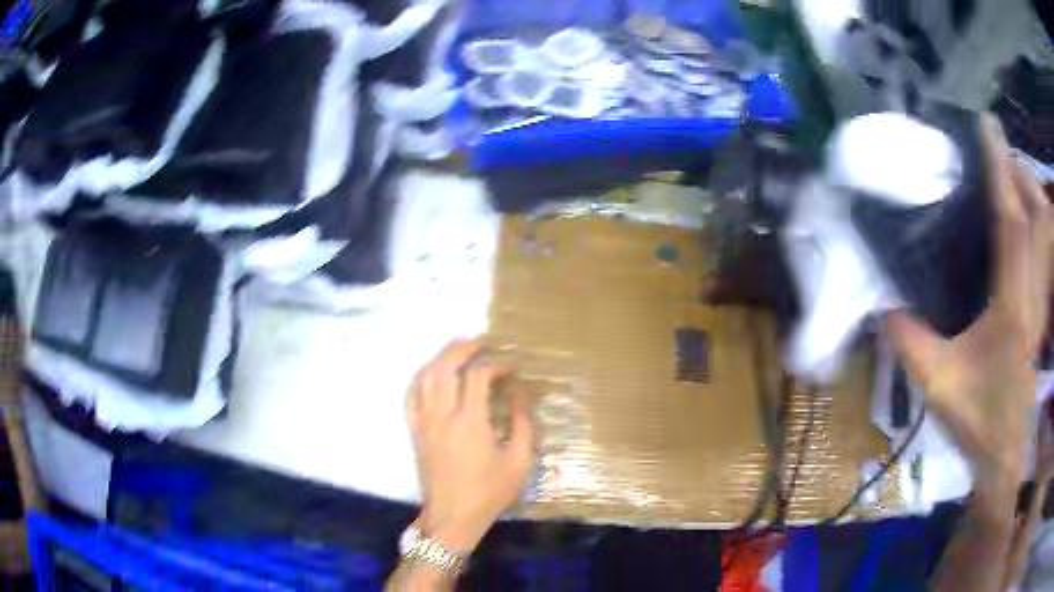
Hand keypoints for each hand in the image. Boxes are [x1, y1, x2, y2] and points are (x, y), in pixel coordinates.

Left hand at [405, 339, 535, 553]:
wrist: (453, 516)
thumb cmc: (489, 492)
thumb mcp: (519, 462)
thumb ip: (523, 424)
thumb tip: (520, 395)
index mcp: (470, 422)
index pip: (478, 375)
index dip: (496, 364)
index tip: (512, 367)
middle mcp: (442, 415)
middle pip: (445, 366)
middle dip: (464, 348)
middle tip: (482, 342)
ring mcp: (423, 421)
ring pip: (424, 376)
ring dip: (441, 357)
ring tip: (458, 350)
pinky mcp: (414, 430)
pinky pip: (410, 395)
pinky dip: (419, 377)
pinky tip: (430, 373)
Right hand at [885, 115, 1052, 498]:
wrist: (1006, 457)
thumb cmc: (978, 422)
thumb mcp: (939, 386)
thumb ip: (911, 344)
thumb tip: (881, 306)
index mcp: (1012, 310)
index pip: (1012, 225)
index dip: (1001, 172)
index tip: (989, 128)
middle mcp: (1034, 296)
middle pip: (1040, 218)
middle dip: (1022, 175)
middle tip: (1000, 152)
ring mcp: (1042, 302)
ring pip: (1047, 234)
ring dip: (1032, 195)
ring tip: (1011, 176)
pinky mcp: (1043, 309)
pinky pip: (1045, 253)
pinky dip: (1038, 224)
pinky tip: (1023, 221)